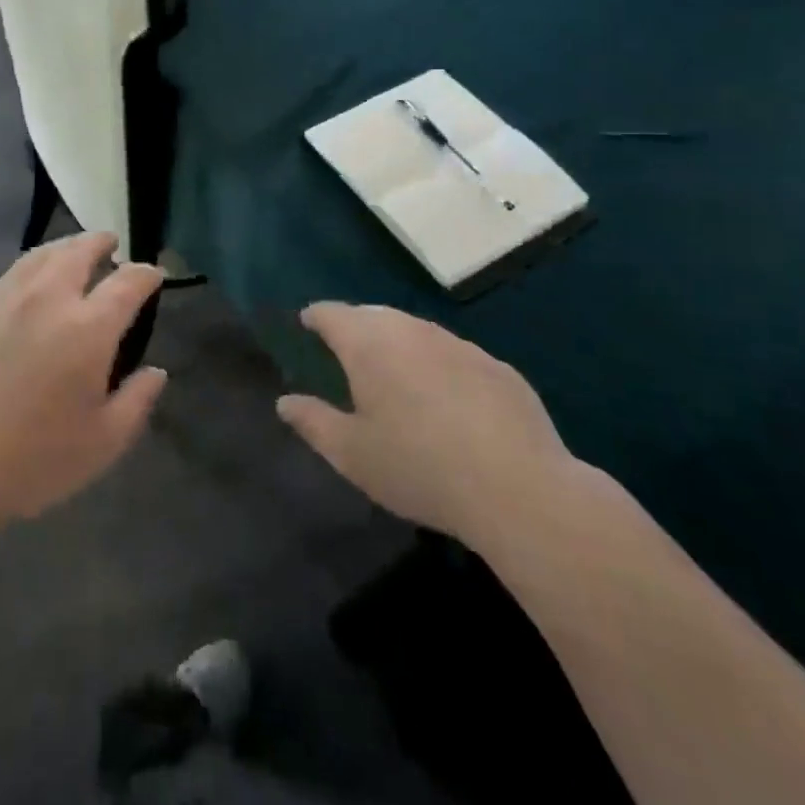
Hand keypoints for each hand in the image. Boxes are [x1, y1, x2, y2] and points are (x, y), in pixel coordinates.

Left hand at [0, 232, 166, 536]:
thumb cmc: (30, 460)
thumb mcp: (102, 444)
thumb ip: (136, 402)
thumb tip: (156, 371)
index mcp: (87, 328)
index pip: (127, 283)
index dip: (145, 274)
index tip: (154, 274)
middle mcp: (48, 298)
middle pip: (79, 251)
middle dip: (101, 243)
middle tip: (110, 244)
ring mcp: (4, 296)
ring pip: (41, 255)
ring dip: (65, 247)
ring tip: (73, 252)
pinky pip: (10, 273)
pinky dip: (31, 268)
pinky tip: (28, 285)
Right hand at [276, 304, 572, 549]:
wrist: (519, 490)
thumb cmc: (419, 468)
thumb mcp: (352, 454)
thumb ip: (313, 422)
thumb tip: (285, 402)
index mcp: (368, 345)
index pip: (332, 314)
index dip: (317, 317)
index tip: (308, 322)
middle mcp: (411, 331)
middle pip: (374, 315)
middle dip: (356, 326)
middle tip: (346, 348)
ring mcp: (458, 345)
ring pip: (416, 331)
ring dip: (399, 343)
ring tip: (393, 371)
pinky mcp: (498, 367)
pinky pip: (454, 355)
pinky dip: (438, 365)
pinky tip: (447, 398)